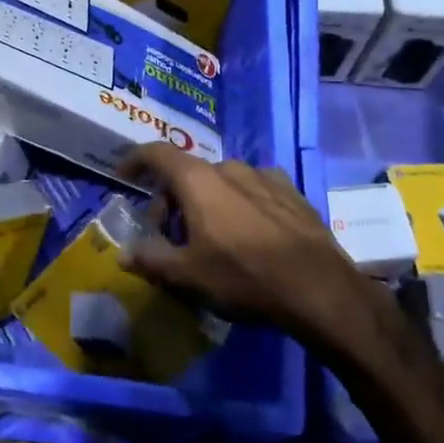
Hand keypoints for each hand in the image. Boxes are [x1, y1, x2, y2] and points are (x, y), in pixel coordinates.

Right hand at [116, 145, 385, 346]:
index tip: (123, 178)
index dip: (134, 161)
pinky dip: (239, 203)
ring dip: (206, 200)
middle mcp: (229, 167)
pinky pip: (253, 189)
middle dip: (171, 198)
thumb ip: (150, 259)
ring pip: (222, 181)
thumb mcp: (187, 276)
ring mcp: (264, 176)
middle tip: (168, 233)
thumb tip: (124, 253)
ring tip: (209, 235)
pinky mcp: (292, 191)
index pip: (155, 153)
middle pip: (188, 173)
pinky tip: (247, 231)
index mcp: (197, 180)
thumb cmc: (243, 277)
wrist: (319, 289)